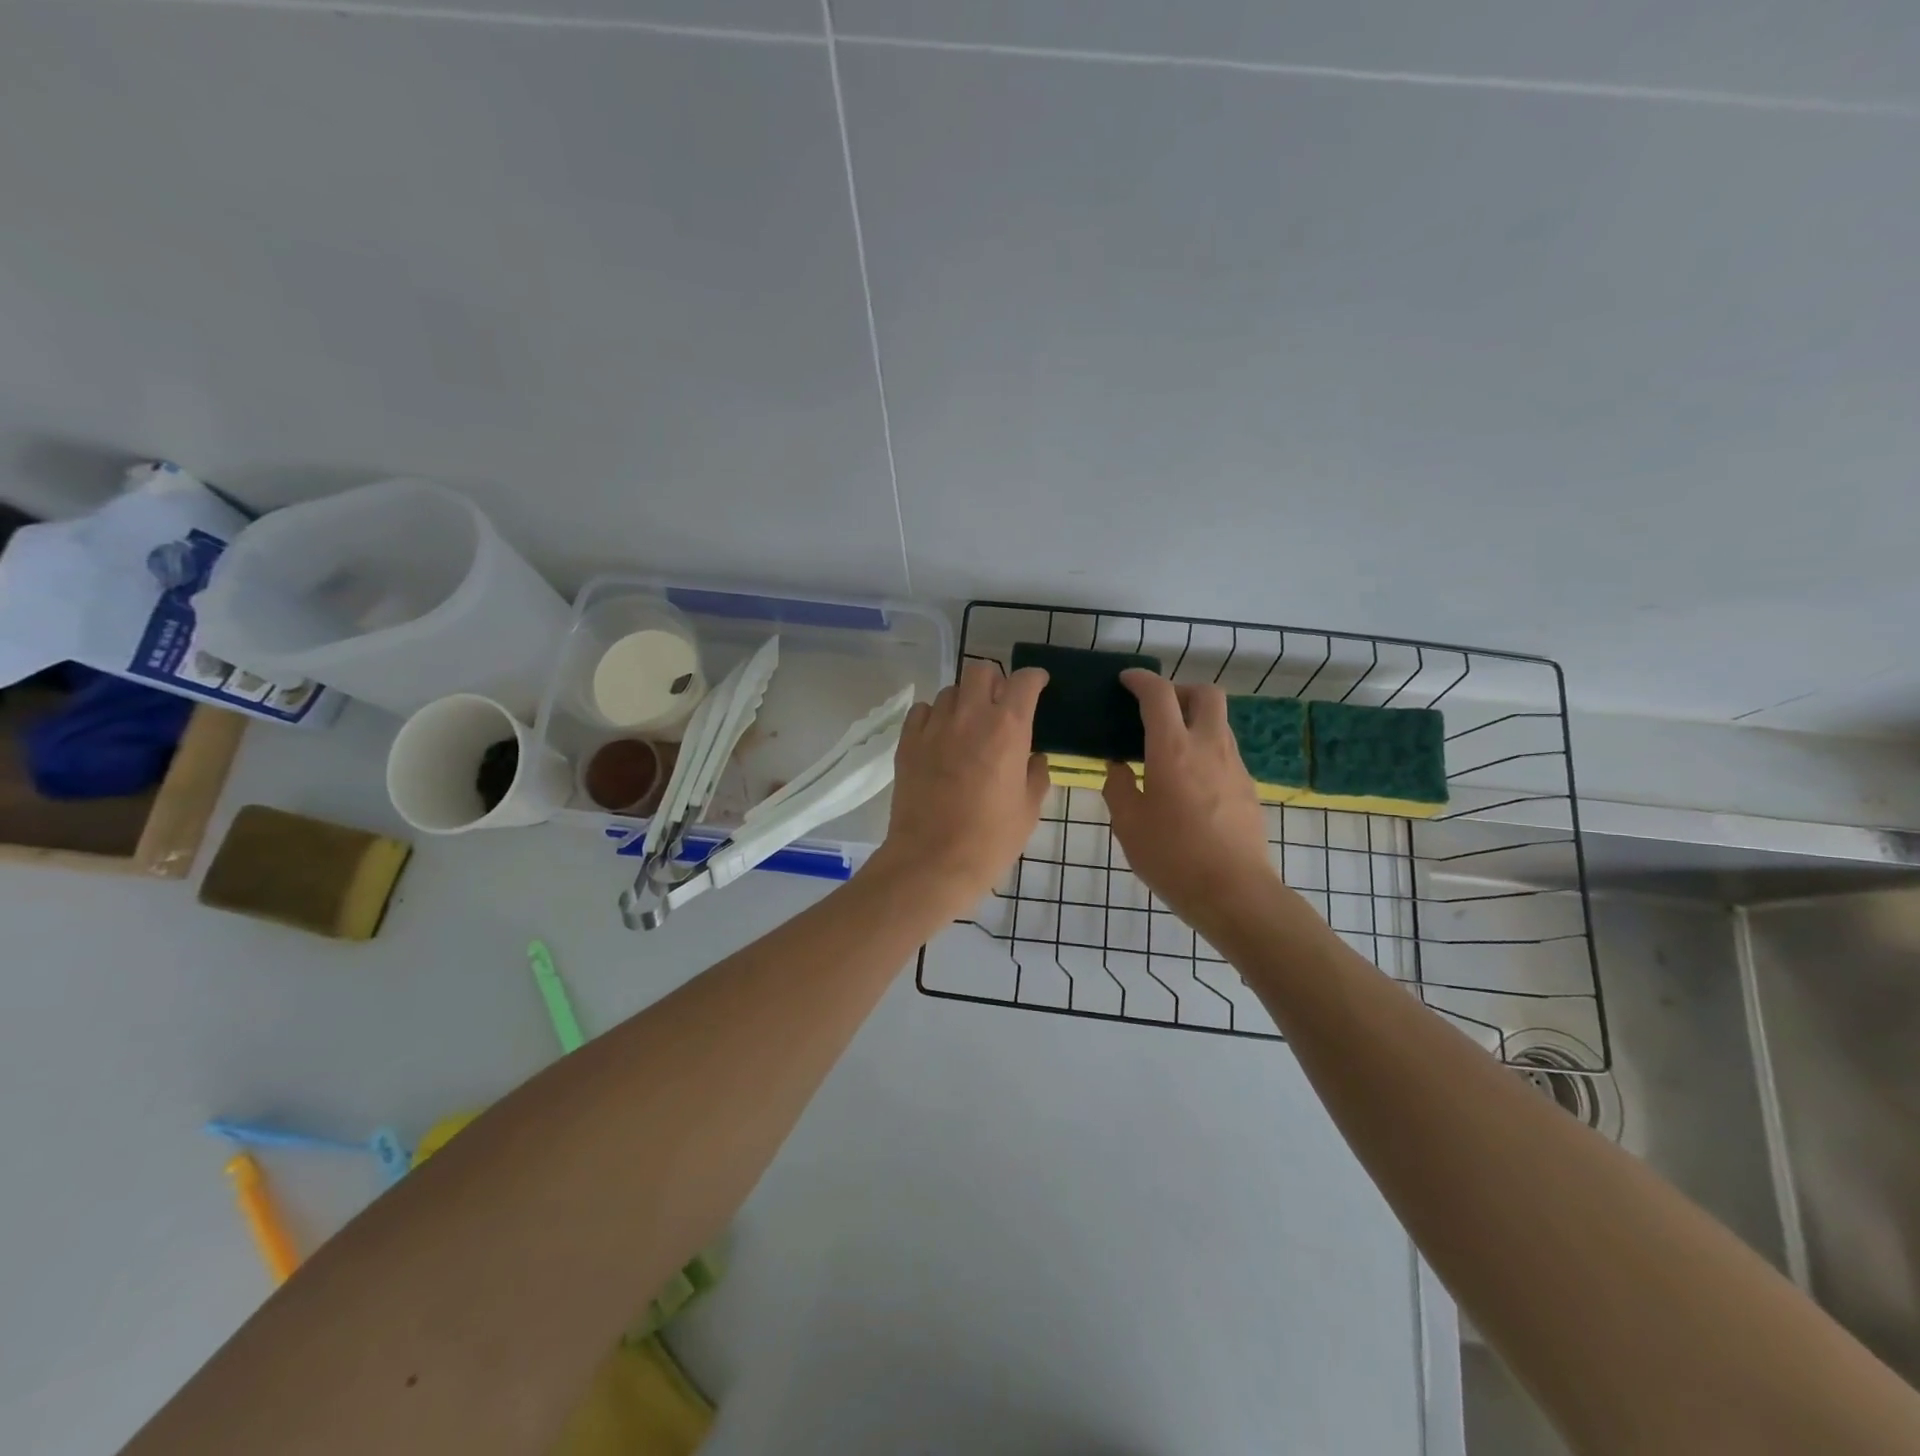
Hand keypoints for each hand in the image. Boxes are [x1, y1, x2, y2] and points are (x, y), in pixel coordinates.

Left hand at [868, 659, 1050, 917]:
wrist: (932, 861)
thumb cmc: (990, 839)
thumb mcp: (1029, 809)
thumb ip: (1036, 774)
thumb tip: (1033, 758)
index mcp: (1007, 728)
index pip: (1023, 681)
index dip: (1034, 679)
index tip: (1038, 686)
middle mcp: (971, 716)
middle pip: (980, 670)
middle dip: (994, 681)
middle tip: (999, 706)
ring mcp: (934, 727)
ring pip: (951, 691)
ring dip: (965, 701)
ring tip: (968, 726)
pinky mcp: (908, 742)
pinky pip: (923, 711)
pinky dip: (935, 717)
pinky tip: (940, 738)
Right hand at [1103, 670, 1279, 932]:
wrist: (1234, 893)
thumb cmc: (1173, 857)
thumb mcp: (1128, 825)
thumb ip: (1118, 787)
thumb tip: (1118, 767)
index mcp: (1173, 750)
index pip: (1159, 695)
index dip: (1141, 680)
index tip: (1126, 680)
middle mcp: (1209, 747)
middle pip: (1205, 694)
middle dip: (1180, 690)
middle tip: (1157, 710)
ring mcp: (1235, 766)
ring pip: (1219, 722)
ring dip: (1194, 720)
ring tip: (1169, 748)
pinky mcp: (1248, 788)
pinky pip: (1225, 752)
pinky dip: (1206, 749)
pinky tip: (1189, 782)